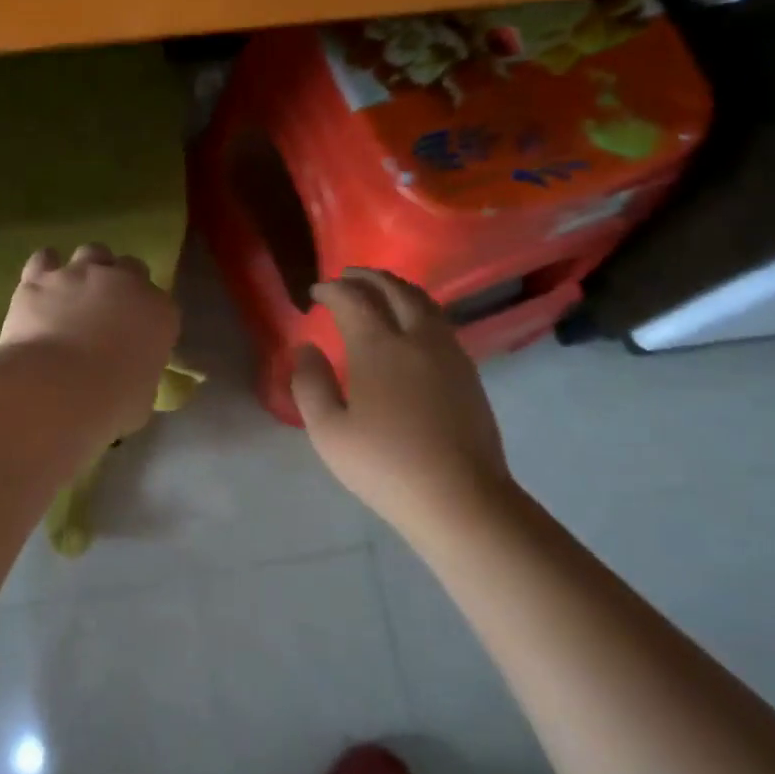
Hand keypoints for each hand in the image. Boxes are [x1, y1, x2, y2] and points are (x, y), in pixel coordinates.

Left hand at [0, 243, 181, 435]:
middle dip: (122, 285)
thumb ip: (139, 375)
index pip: (162, 306)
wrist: (56, 389)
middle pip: (131, 268)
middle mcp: (125, 283)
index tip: (137, 338)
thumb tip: (127, 377)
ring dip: (87, 269)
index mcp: (159, 313)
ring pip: (92, 252)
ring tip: (74, 293)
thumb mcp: (141, 398)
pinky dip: (45, 269)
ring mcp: (81, 274)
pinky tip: (40, 287)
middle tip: (107, 311)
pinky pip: (45, 259)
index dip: (148, 319)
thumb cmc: (110, 404)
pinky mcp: (41, 277)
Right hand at [292, 268, 511, 535]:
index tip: (316, 292)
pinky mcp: (468, 371)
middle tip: (346, 277)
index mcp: (379, 347)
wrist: (459, 496)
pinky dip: (418, 309)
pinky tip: (410, 327)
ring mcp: (449, 353)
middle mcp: (417, 337)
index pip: (353, 300)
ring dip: (397, 288)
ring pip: (424, 302)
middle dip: (367, 277)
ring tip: (379, 292)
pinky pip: (440, 322)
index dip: (332, 290)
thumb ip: (310, 384)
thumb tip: (307, 349)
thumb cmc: (384, 465)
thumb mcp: (328, 431)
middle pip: (394, 289)